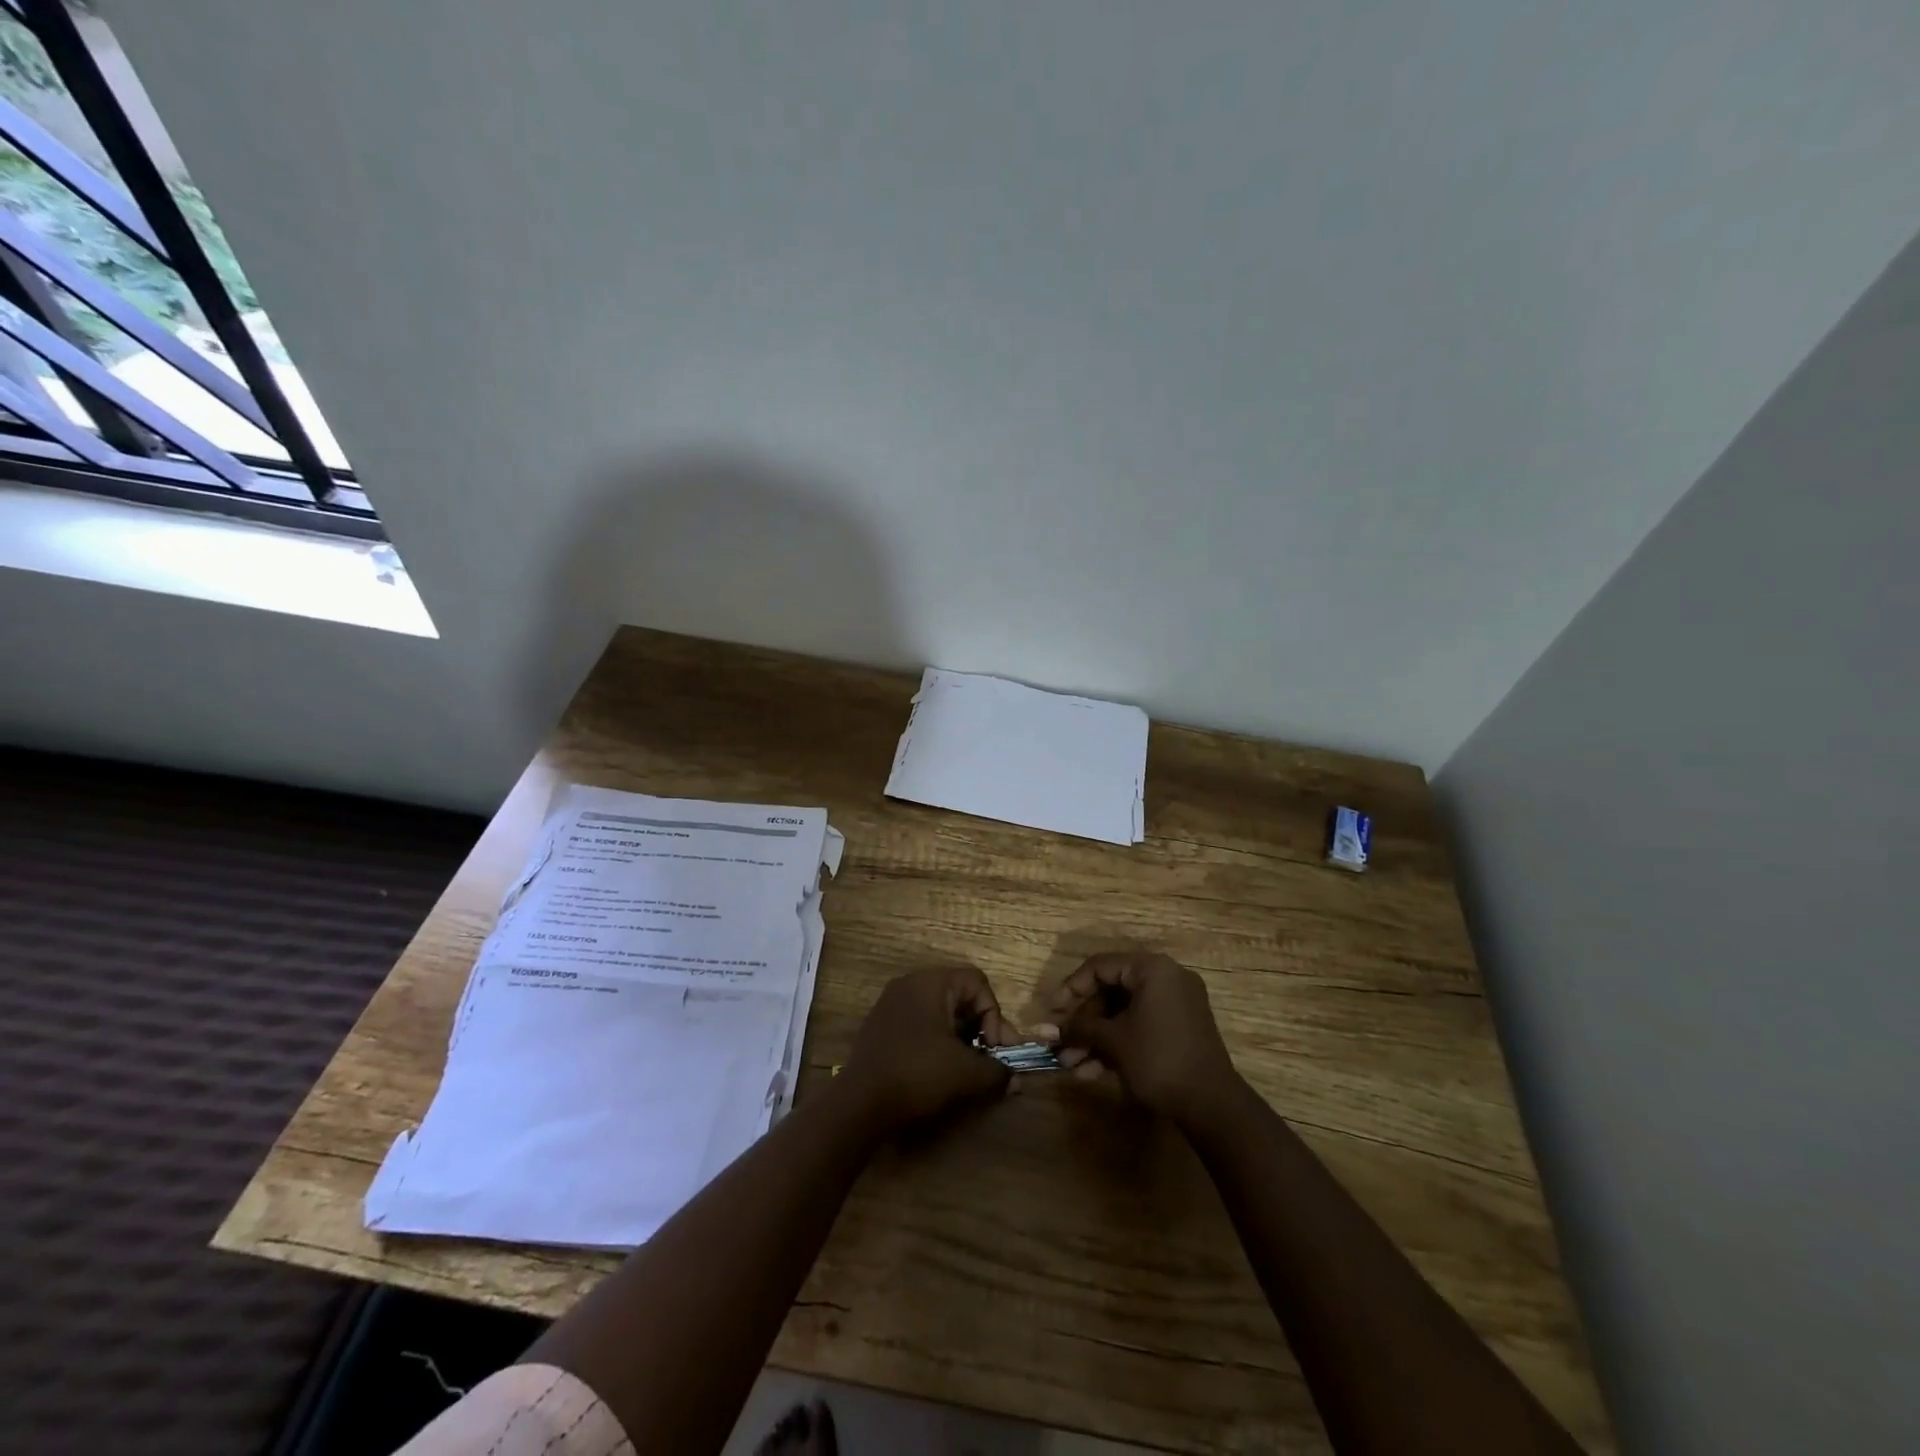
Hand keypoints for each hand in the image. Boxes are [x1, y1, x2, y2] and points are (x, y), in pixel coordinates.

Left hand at [841, 966, 1012, 1130]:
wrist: (859, 1102)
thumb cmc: (917, 1073)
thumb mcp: (965, 1072)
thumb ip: (996, 1071)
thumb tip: (1015, 1080)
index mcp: (931, 982)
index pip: (978, 983)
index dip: (995, 1015)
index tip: (996, 1049)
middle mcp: (910, 984)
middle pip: (960, 997)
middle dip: (980, 1029)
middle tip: (988, 1060)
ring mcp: (891, 1004)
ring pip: (940, 1012)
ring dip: (960, 1038)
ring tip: (967, 1070)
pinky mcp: (881, 1026)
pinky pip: (919, 1024)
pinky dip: (936, 1043)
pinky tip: (939, 1071)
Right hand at [1039, 952, 1239, 1122]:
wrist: (1212, 1105)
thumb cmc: (1158, 1060)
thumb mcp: (1113, 1041)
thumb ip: (1079, 1028)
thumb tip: (1046, 1029)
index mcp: (1152, 968)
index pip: (1100, 966)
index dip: (1071, 989)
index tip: (1052, 1013)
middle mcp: (1166, 977)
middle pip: (1111, 991)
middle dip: (1083, 1022)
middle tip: (1060, 1043)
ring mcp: (1175, 1004)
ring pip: (1124, 1013)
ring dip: (1096, 1038)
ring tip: (1071, 1065)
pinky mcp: (1179, 1029)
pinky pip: (1140, 1026)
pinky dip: (1118, 1044)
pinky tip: (1093, 1071)